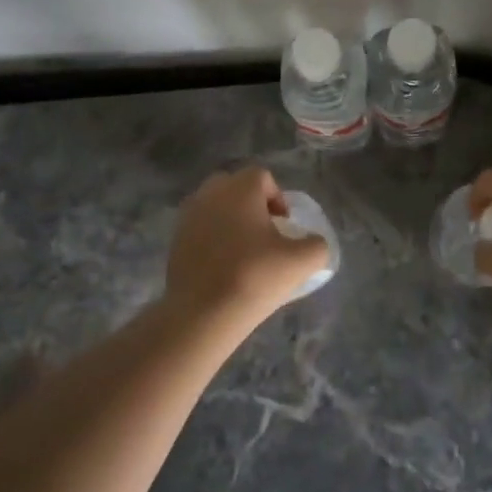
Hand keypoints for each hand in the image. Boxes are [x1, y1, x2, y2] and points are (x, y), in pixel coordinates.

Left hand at [165, 167, 329, 332]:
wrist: (202, 314)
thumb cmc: (255, 277)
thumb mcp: (302, 262)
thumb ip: (317, 245)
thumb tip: (313, 242)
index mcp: (240, 188)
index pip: (262, 177)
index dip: (278, 198)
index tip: (284, 227)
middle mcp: (211, 192)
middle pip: (235, 187)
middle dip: (251, 204)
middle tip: (264, 235)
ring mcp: (188, 215)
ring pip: (215, 206)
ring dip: (230, 220)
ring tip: (243, 252)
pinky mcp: (175, 239)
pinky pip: (200, 228)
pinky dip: (212, 238)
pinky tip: (222, 266)